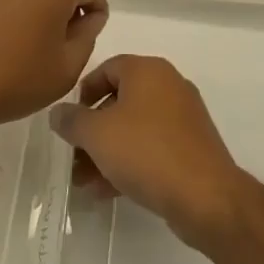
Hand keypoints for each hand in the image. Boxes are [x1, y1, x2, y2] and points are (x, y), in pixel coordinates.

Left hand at [0, 0, 107, 135]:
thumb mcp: (67, 67)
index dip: (96, 8)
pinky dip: (14, 7)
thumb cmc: (15, 81)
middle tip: (62, 42)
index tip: (88, 34)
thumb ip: (87, 35)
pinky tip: (4, 39)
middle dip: (67, 5)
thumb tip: (87, 16)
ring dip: (39, 5)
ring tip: (30, 42)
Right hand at [48, 55, 243, 247]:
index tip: (70, 120)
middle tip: (73, 156)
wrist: (205, 196)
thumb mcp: (97, 134)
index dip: (83, 92)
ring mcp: (183, 117)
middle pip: (119, 101)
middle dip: (92, 131)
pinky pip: (152, 147)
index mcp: (148, 70)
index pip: (107, 68)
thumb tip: (58, 112)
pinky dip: (129, 162)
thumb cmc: (146, 151)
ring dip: (106, 151)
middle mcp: (168, 85)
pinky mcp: (191, 147)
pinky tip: (107, 191)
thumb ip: (72, 120)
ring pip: (134, 128)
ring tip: (84, 182)